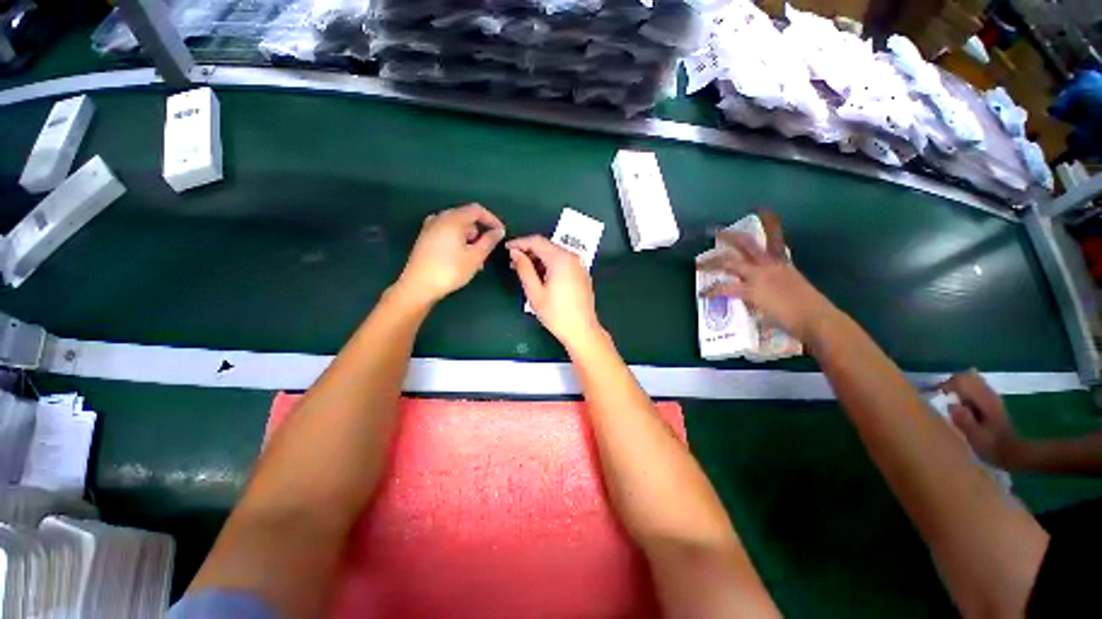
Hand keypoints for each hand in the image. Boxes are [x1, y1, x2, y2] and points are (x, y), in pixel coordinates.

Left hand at [396, 204, 504, 304]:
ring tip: (475, 261)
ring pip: (457, 228)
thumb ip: (489, 241)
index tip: (501, 233)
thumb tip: (498, 231)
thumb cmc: (450, 270)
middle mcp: (440, 218)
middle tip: (487, 251)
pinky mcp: (425, 239)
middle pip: (466, 218)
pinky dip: (458, 242)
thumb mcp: (475, 257)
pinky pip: (447, 234)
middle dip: (480, 233)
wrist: (418, 286)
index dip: (492, 219)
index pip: (476, 210)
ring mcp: (430, 228)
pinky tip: (461, 258)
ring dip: (469, 240)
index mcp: (452, 219)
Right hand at [506, 236, 601, 349]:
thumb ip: (524, 269)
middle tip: (513, 262)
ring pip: (555, 254)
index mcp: (561, 259)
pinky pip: (563, 262)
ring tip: (524, 270)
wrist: (582, 330)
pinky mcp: (582, 274)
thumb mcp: (534, 292)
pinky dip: (550, 264)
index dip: (520, 242)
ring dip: (539, 258)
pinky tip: (540, 276)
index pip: (537, 241)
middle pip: (547, 246)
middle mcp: (572, 257)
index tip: (506, 248)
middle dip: (529, 251)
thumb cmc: (556, 314)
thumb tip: (515, 253)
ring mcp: (579, 265)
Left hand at [695, 212, 835, 341]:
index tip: (763, 209)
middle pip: (746, 244)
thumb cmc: (809, 308)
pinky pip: (725, 289)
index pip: (775, 238)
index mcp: (782, 262)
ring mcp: (759, 277)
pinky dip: (713, 291)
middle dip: (728, 236)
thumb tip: (755, 296)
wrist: (816, 318)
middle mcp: (769, 265)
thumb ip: (772, 286)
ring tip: (698, 265)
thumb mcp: (791, 288)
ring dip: (712, 263)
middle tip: (713, 230)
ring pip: (730, 263)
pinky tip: (703, 294)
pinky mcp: (751, 291)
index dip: (769, 223)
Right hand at [941, 369, 1020, 466]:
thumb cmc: (992, 446)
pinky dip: (966, 391)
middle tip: (942, 397)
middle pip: (967, 377)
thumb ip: (964, 420)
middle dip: (952, 383)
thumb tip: (951, 405)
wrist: (1013, 452)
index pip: (962, 380)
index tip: (938, 396)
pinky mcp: (992, 403)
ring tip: (949, 400)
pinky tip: (962, 403)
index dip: (947, 385)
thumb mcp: (976, 436)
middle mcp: (988, 394)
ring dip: (959, 387)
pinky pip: (976, 388)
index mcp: (984, 400)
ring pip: (972, 381)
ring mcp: (992, 397)